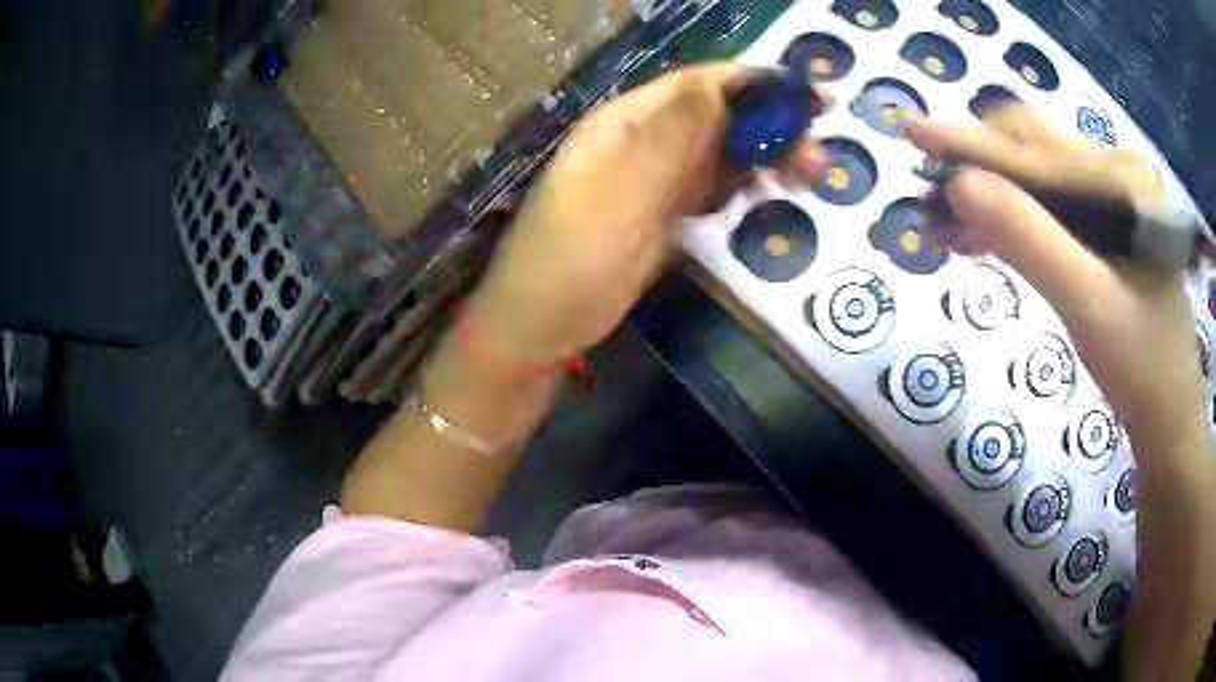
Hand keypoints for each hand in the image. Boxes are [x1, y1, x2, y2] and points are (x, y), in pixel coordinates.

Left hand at [467, 63, 827, 368]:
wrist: (540, 328)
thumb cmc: (568, 261)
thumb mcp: (616, 197)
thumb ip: (665, 141)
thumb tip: (712, 85)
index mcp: (623, 126)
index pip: (694, 87)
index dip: (750, 83)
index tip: (805, 94)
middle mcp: (642, 144)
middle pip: (714, 119)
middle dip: (769, 124)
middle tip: (820, 147)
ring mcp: (654, 182)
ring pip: (719, 154)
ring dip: (765, 156)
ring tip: (813, 171)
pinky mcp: (665, 217)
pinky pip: (713, 190)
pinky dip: (746, 187)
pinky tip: (777, 193)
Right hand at [905, 107, 1204, 443]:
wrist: (1169, 419)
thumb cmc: (1142, 370)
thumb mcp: (1089, 307)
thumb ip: (1029, 241)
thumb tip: (958, 186)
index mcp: (1124, 182)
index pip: (1038, 152)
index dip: (973, 145)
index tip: (914, 134)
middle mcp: (1118, 175)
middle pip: (1036, 149)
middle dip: (980, 166)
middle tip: (932, 196)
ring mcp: (1116, 201)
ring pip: (1040, 176)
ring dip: (993, 192)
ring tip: (950, 223)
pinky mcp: (1110, 228)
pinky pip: (1054, 206)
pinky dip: (1016, 216)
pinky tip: (989, 235)